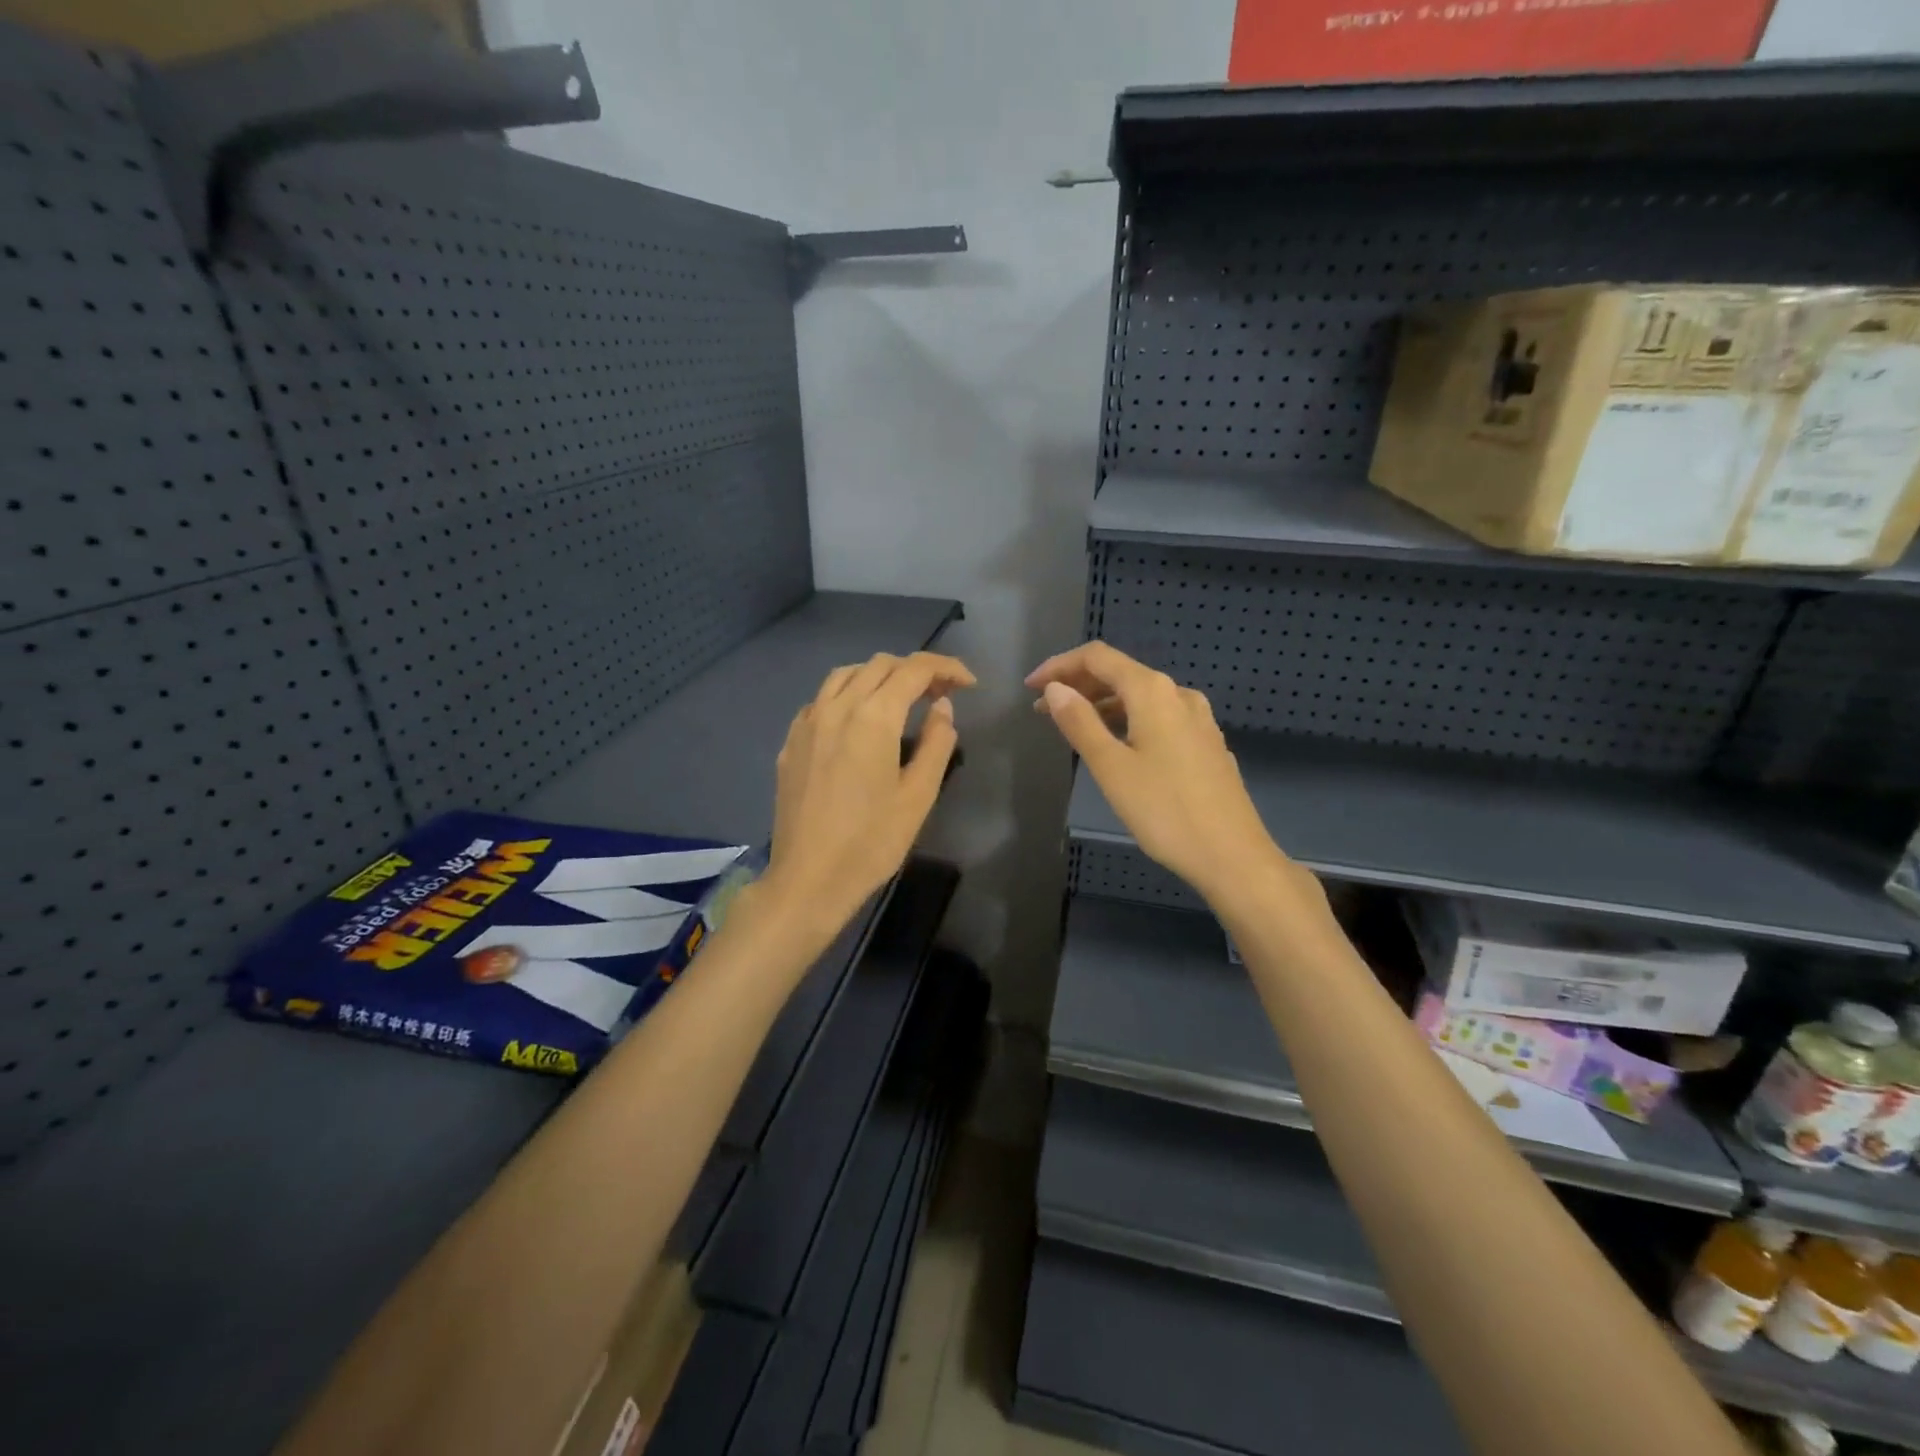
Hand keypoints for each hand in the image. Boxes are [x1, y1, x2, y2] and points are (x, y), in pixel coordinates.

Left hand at [757, 651, 974, 945]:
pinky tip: (858, 721)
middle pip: (879, 665)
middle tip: (940, 695)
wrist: (808, 879)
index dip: (946, 668)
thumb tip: (942, 707)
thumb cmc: (872, 842)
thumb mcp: (918, 796)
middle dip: (915, 670)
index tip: (968, 684)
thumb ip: (937, 743)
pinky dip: (847, 695)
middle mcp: (836, 708)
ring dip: (878, 676)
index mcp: (873, 717)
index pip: (913, 669)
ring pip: (845, 675)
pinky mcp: (791, 742)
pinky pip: (821, 700)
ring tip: (900, 700)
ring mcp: (807, 723)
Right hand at [1028, 642, 1319, 915]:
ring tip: (1073, 727)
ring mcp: (1198, 719)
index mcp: (1152, 692)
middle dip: (1078, 685)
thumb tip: (1056, 689)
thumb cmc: (1165, 811)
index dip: (1059, 666)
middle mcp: (1178, 694)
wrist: (1232, 856)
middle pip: (1120, 673)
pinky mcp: (1206, 743)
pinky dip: (1127, 720)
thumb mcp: (1111, 767)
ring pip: (1141, 697)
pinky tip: (1117, 745)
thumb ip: (1080, 722)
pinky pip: (1158, 717)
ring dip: (1102, 704)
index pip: (1098, 657)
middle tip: (1043, 709)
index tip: (1030, 688)